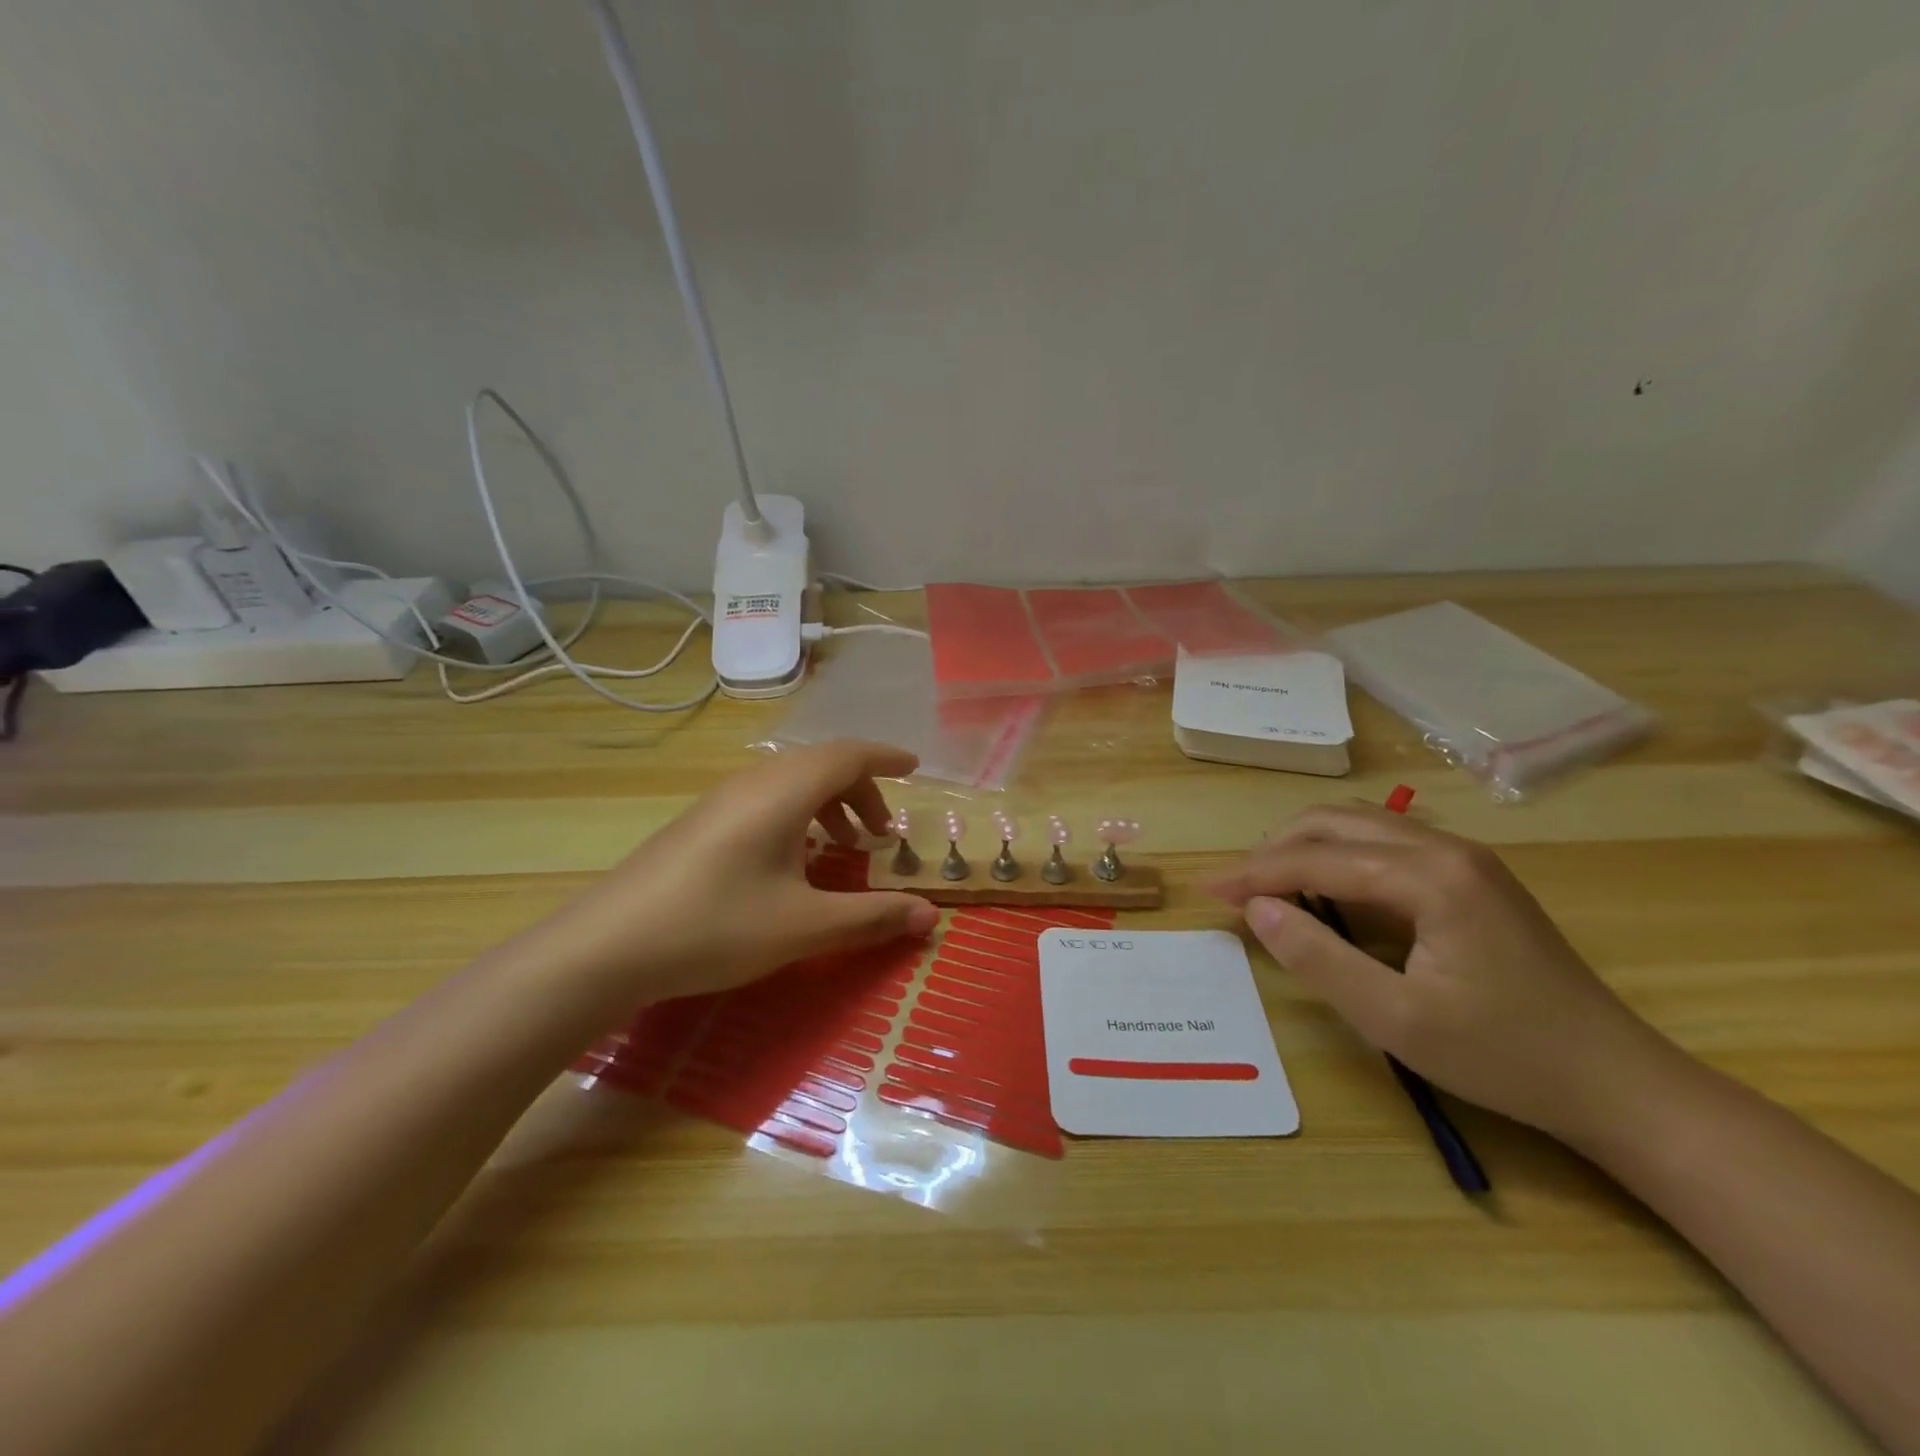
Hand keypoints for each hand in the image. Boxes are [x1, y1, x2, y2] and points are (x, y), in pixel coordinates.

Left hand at [550, 740, 938, 1004]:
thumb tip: (931, 917)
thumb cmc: (716, 926)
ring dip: (827, 803)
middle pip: (821, 765)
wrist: (607, 947)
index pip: (848, 754)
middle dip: (861, 790)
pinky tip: (792, 861)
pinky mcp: (700, 823)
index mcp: (783, 792)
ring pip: (790, 782)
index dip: (885, 758)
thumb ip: (872, 917)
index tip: (915, 769)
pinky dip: (797, 815)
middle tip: (881, 834)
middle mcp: (753, 783)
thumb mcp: (804, 926)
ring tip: (842, 847)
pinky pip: (765, 799)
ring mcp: (721, 800)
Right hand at [1205, 804, 1665, 1139]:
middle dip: (1274, 850)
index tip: (1208, 891)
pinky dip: (1337, 858)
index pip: (1318, 859)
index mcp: (1430, 875)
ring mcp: (1464, 858)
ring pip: (1359, 826)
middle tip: (1235, 889)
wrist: (1620, 1084)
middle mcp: (1446, 847)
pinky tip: (1323, 890)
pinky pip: (1384, 845)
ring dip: (1304, 848)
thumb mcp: (1396, 1020)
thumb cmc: (1506, 1056)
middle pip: (1335, 823)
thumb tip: (1258, 910)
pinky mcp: (1470, 876)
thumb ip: (1318, 958)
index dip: (1255, 874)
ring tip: (1267, 886)